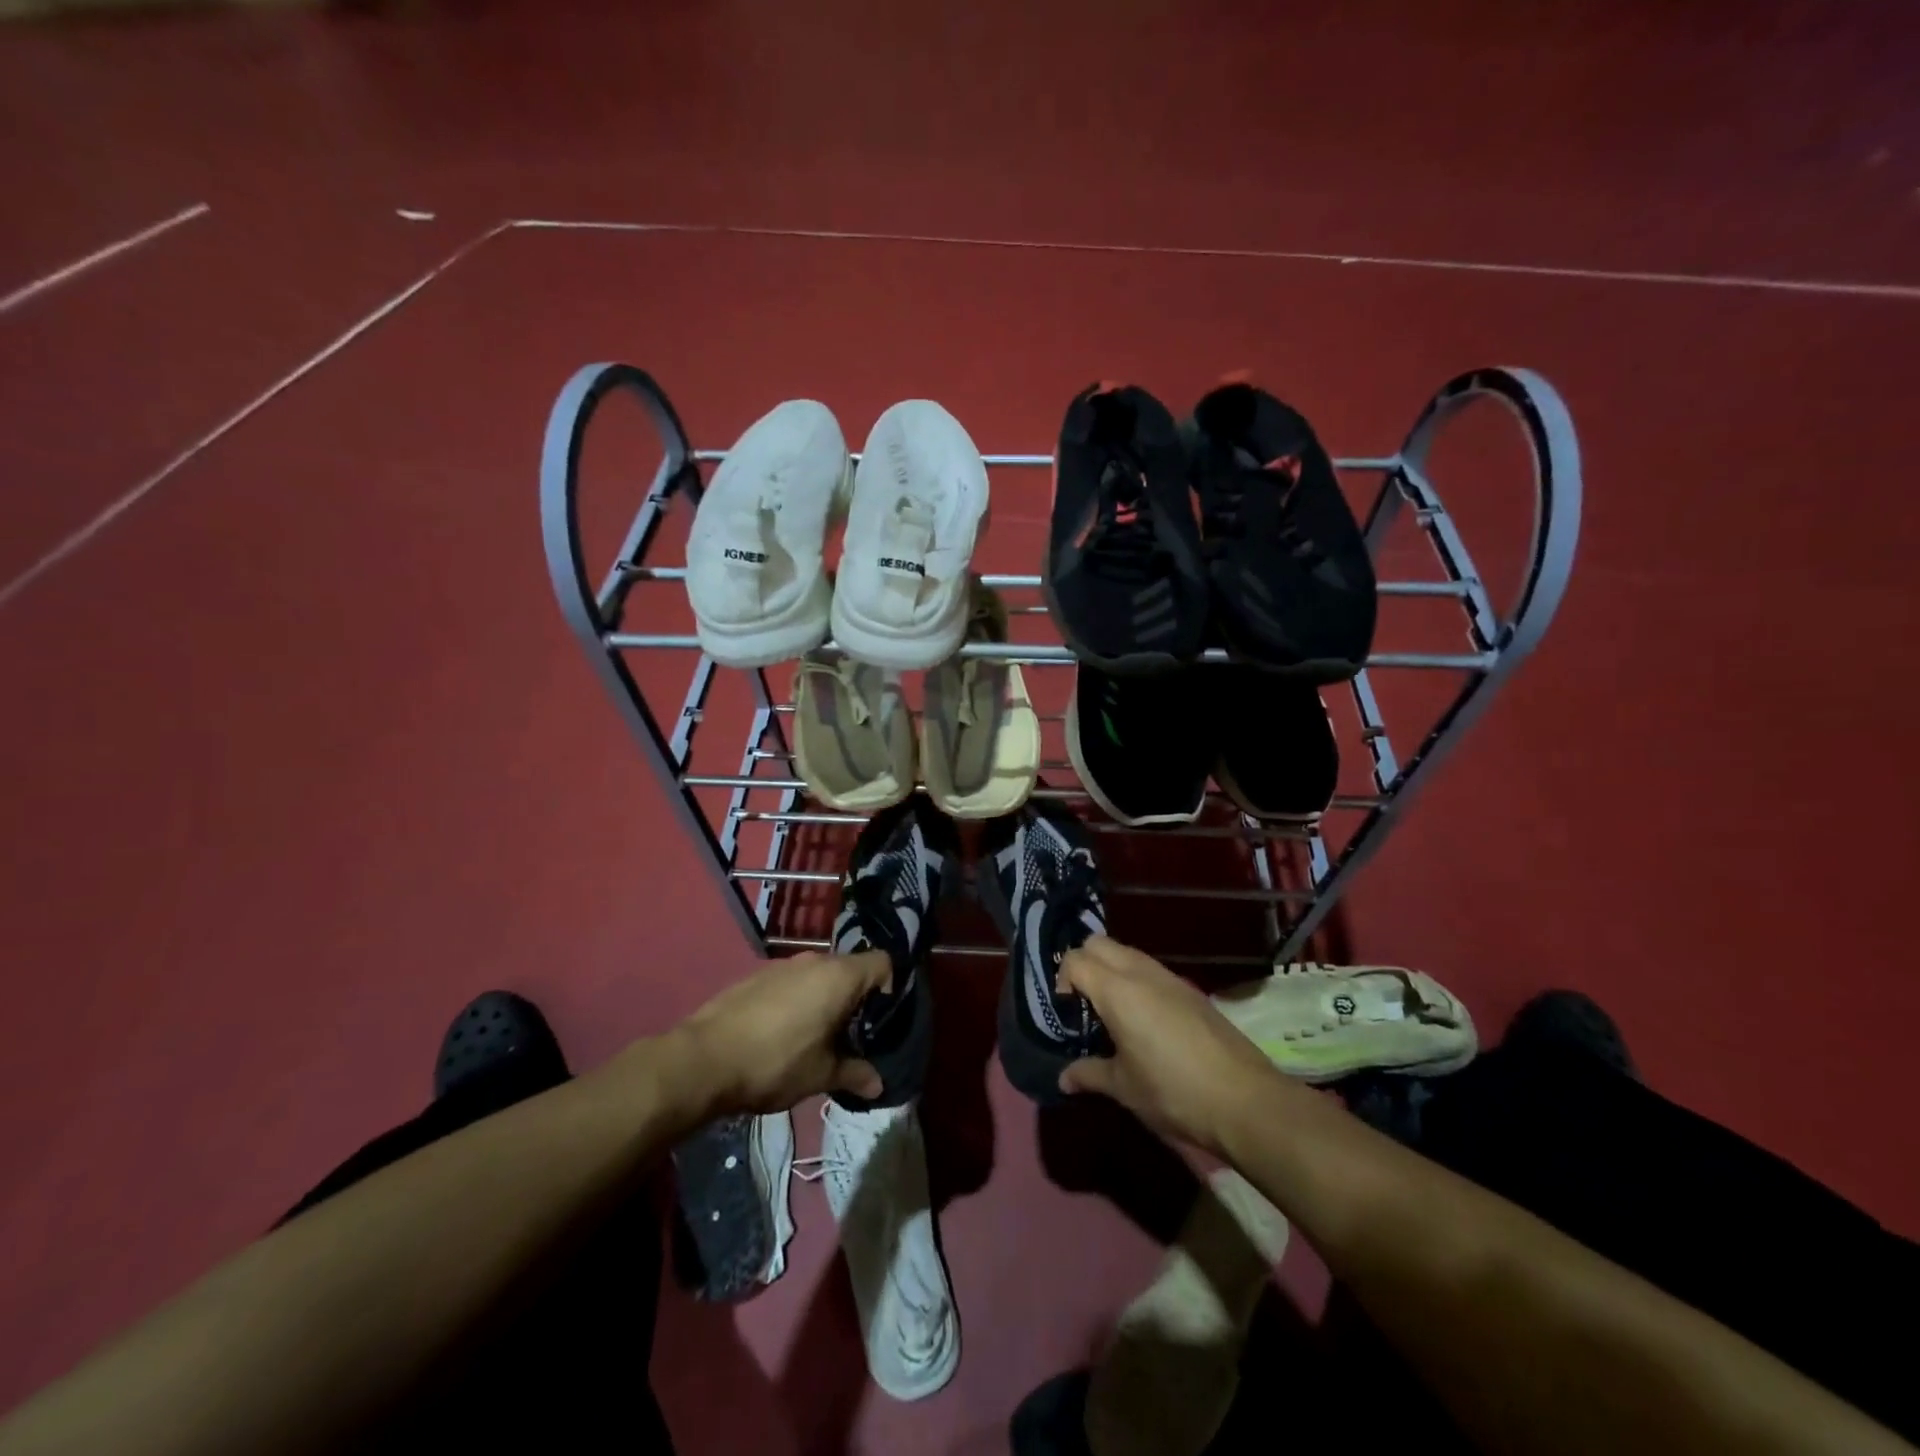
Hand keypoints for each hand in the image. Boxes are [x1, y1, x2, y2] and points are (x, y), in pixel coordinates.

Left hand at [674, 951, 890, 1113]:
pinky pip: (792, 981)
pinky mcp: (757, 975)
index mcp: (839, 976)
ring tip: (817, 1036)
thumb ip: (854, 1074)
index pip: (883, 962)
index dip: (890, 987)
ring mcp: (783, 965)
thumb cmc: (776, 1062)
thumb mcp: (820, 1075)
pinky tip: (783, 1032)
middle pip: (851, 968)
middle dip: (856, 998)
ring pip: (819, 974)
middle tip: (853, 1034)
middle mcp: (815, 961)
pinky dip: (798, 999)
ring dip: (825, 998)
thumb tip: (879, 1084)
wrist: (704, 1058)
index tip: (881, 1019)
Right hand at [1056, 936, 1282, 1155]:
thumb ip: (1089, 1074)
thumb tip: (1064, 1077)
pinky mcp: (1191, 990)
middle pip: (1099, 943)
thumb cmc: (1174, 1092)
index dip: (1062, 980)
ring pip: (1126, 952)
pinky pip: (1150, 970)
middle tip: (1084, 1005)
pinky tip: (1144, 1022)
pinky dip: (1136, 981)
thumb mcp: (1124, 1088)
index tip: (1067, 1013)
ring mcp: (1170, 978)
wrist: (1246, 1101)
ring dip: (1111, 971)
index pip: (1076, 959)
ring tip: (1112, 1014)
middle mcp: (1141, 972)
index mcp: (1117, 990)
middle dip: (1083, 964)